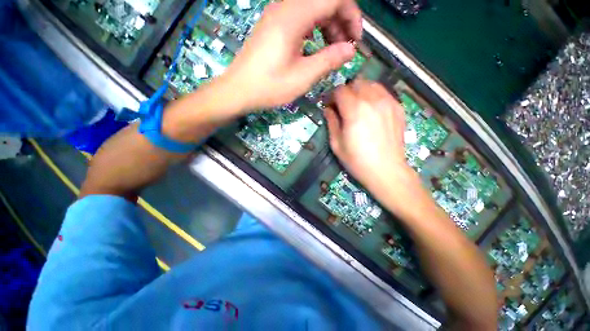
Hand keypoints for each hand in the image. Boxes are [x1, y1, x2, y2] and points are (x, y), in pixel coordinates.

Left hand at [221, 0, 362, 110]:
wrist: (239, 90)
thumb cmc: (269, 86)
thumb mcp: (302, 77)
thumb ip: (329, 60)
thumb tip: (350, 49)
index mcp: (294, 16)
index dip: (352, 15)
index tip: (355, 40)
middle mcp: (286, 7)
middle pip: (324, 1)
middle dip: (341, 22)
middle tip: (344, 49)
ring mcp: (277, 15)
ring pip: (313, 9)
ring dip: (328, 27)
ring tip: (331, 51)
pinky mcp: (273, 25)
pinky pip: (301, 19)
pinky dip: (314, 30)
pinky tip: (315, 49)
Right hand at [324, 80, 418, 197]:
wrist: (386, 170)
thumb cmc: (357, 160)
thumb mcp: (336, 144)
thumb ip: (331, 122)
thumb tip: (328, 110)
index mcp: (354, 110)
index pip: (340, 90)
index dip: (332, 97)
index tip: (330, 106)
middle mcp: (372, 100)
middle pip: (356, 83)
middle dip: (346, 92)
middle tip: (343, 106)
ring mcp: (388, 102)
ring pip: (371, 84)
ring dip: (361, 91)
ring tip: (358, 106)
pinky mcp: (398, 108)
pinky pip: (384, 92)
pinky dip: (374, 95)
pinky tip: (372, 110)